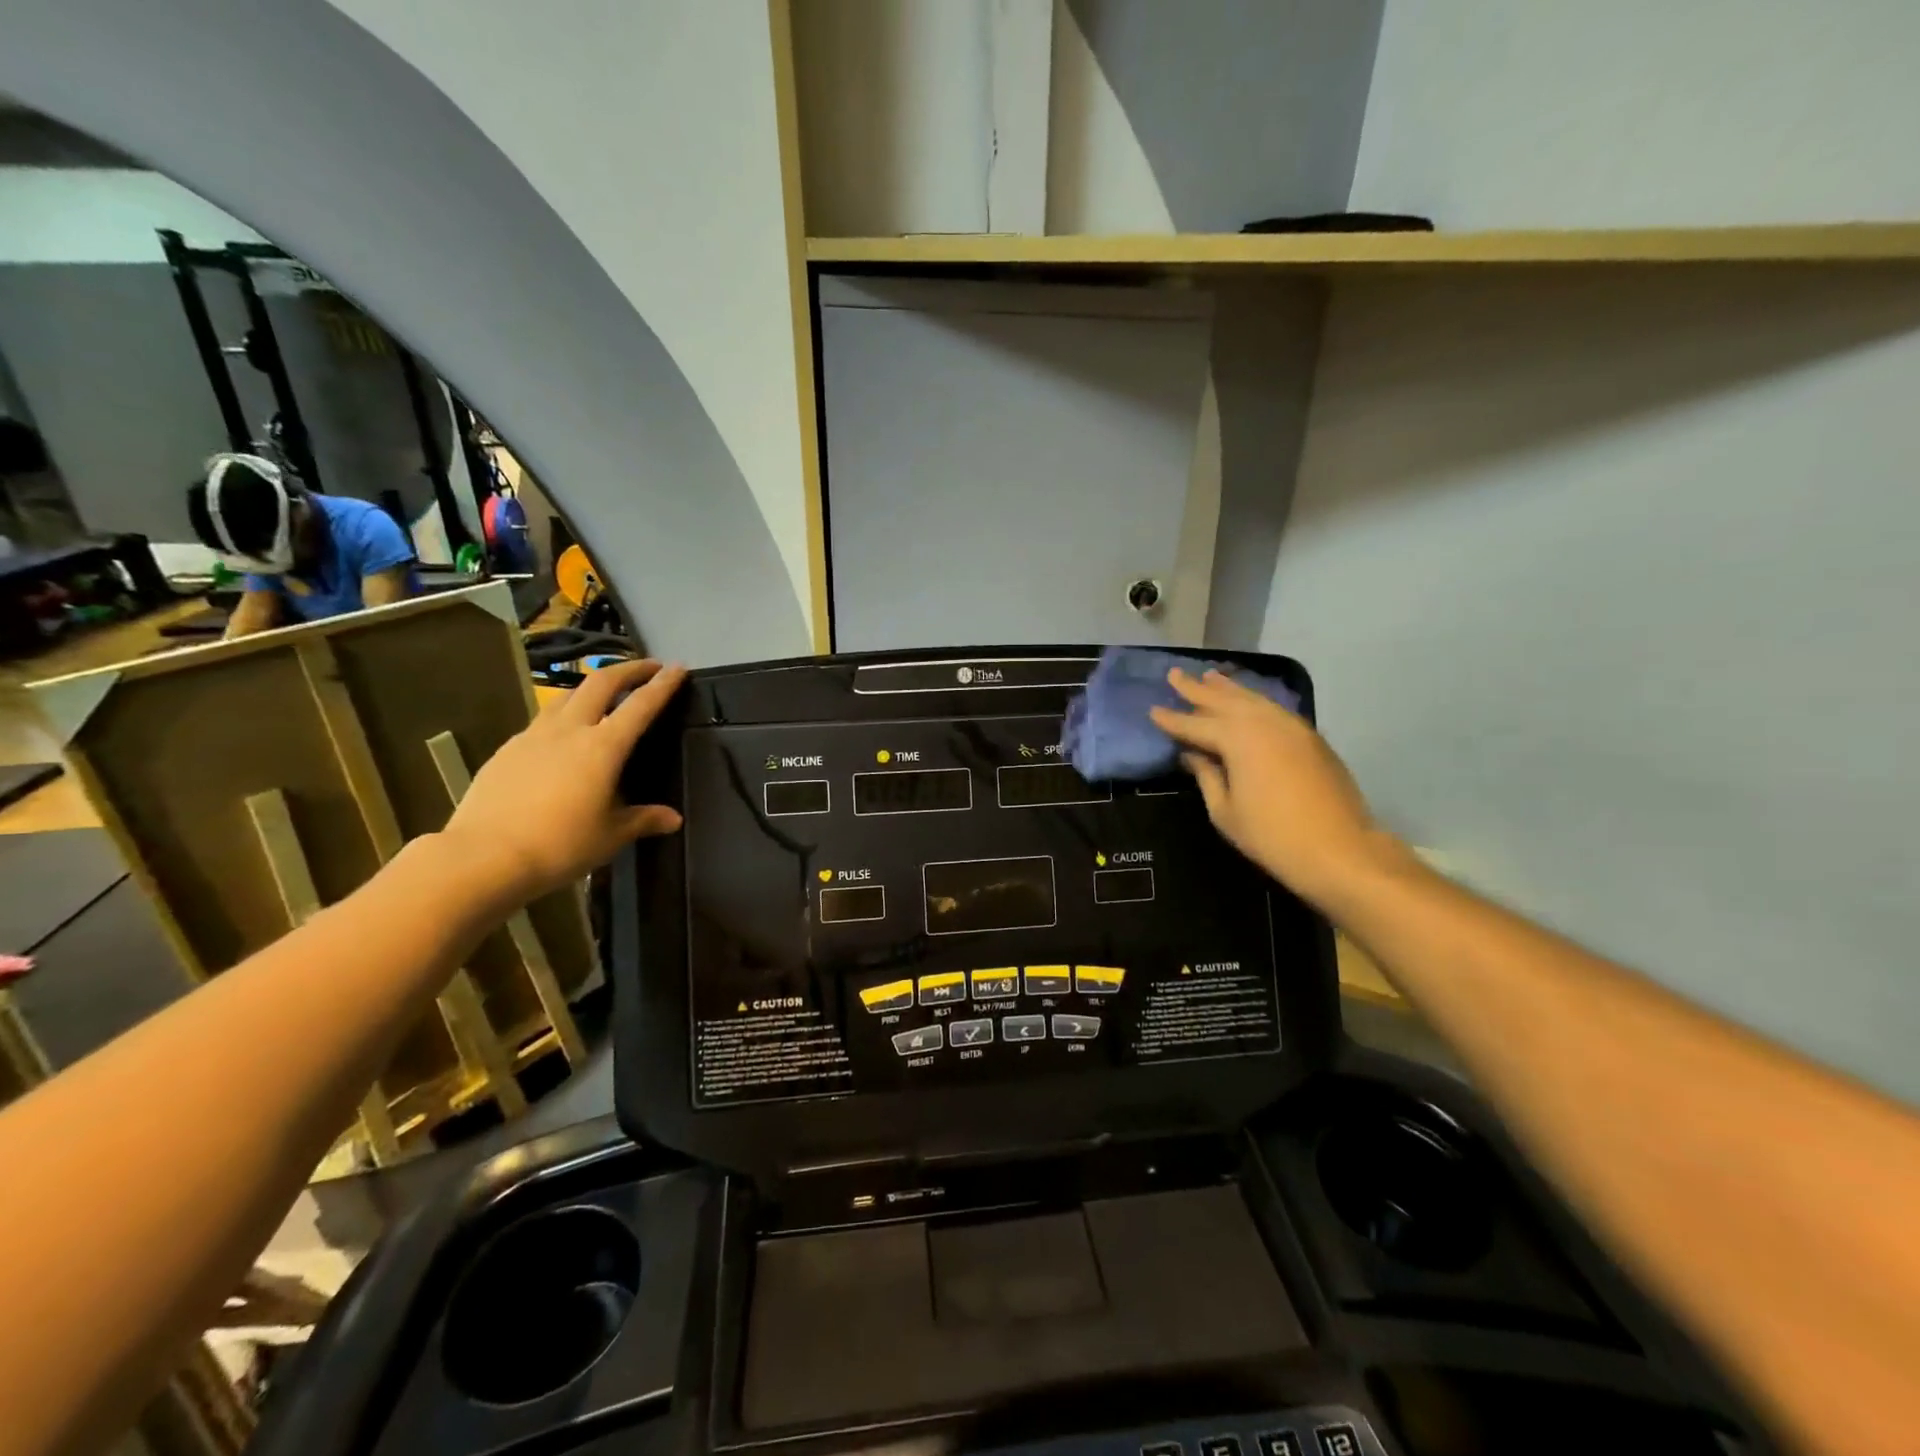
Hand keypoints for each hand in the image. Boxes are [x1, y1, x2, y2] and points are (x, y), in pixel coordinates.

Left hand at [443, 658, 687, 902]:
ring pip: (567, 696)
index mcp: (603, 747)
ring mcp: (533, 736)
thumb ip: (643, 820)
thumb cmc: (560, 845)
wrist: (483, 857)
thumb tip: (673, 819)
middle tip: (647, 667)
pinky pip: (542, 721)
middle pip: (600, 683)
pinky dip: (563, 716)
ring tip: (604, 694)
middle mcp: (570, 730)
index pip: (641, 705)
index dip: (663, 684)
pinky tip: (562, 736)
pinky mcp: (507, 749)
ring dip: (592, 687)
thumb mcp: (610, 836)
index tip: (678, 667)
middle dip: (627, 669)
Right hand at [1148, 668, 1404, 907]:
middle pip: (1224, 700)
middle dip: (1197, 689)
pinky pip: (1273, 708)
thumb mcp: (1225, 811)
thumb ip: (1206, 775)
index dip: (1172, 719)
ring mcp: (1291, 726)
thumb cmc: (1271, 836)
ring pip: (1252, 699)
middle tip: (1174, 674)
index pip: (1195, 724)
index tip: (1153, 710)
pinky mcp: (1310, 737)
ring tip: (1209, 677)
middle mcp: (1263, 722)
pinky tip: (1246, 701)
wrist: (1339, 850)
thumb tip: (1193, 754)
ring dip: (1228, 688)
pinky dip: (1254, 700)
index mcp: (1237, 739)